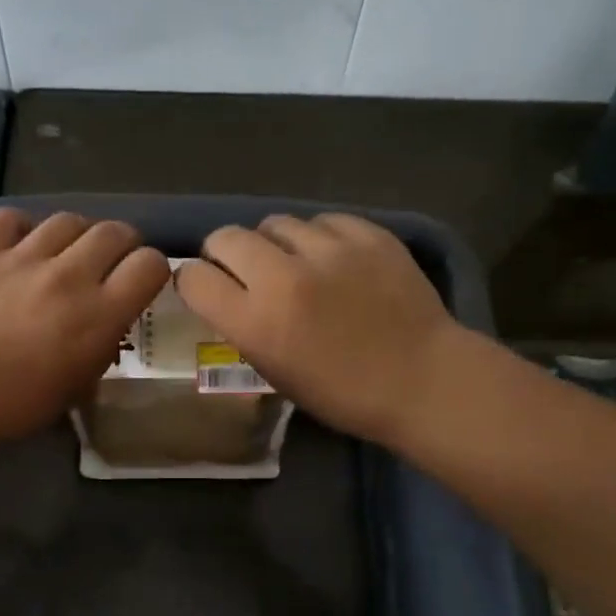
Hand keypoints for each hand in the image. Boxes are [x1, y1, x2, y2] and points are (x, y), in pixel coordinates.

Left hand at [0, 208, 169, 444]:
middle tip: (108, 265)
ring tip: (63, 254)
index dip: (152, 270)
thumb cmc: (16, 405)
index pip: (150, 264)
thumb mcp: (77, 387)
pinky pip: (9, 218)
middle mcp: (68, 276)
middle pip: (114, 231)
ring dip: (75, 236)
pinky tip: (18, 246)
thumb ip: (101, 348)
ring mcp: (22, 258)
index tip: (140, 283)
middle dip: (120, 246)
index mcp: (99, 314)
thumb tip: (105, 326)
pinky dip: (20, 228)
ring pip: (67, 219)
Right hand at [175, 213, 464, 445]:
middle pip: (225, 237)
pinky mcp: (367, 233)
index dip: (193, 282)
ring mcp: (328, 249)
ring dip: (274, 243)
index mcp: (256, 322)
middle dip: (224, 253)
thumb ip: (244, 328)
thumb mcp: (276, 372)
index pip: (194, 278)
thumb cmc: (343, 394)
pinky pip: (322, 221)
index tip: (205, 289)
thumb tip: (228, 294)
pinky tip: (333, 260)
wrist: (422, 380)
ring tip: (294, 263)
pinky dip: (318, 238)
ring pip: (275, 222)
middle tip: (242, 271)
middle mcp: (283, 277)